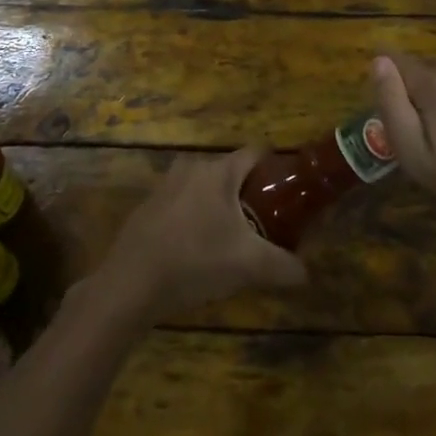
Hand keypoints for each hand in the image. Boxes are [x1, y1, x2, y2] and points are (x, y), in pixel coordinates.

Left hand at [91, 149, 307, 326]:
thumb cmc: (196, 260)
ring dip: (221, 207)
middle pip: (231, 172)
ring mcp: (166, 186)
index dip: (277, 168)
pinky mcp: (148, 207)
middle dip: (250, 193)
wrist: (131, 283)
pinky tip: (199, 250)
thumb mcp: (249, 266)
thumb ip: (284, 266)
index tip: (290, 191)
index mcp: (219, 171)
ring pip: (205, 188)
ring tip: (234, 238)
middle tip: (266, 221)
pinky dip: (196, 218)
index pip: (256, 152)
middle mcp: (192, 168)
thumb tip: (305, 273)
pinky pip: (183, 204)